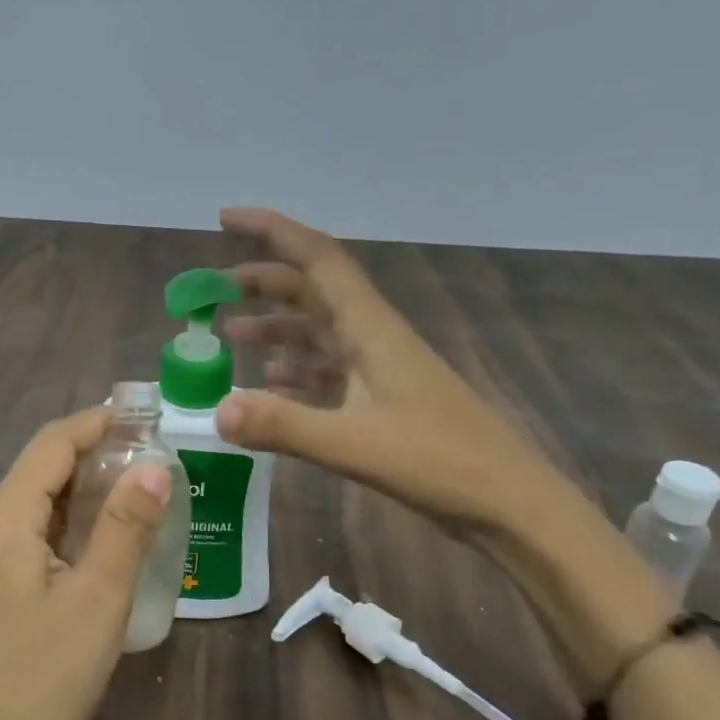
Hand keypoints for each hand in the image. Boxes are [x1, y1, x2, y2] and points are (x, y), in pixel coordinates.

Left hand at [0, 408, 170, 719]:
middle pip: (40, 470)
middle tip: (156, 453)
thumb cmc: (43, 685)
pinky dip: (71, 524)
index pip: (50, 445)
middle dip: (95, 453)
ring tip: (142, 488)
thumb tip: (155, 465)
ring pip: (36, 504)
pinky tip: (107, 538)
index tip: (149, 417)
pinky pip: (32, 537)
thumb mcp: (97, 601)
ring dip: (85, 489)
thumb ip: (126, 527)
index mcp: (2, 524)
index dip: (98, 423)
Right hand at [214, 208, 546, 531]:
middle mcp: (372, 337)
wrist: (506, 501)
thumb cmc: (437, 461)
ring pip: (318, 330)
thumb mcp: (352, 445)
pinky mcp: (382, 400)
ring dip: (275, 327)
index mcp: (370, 327)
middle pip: (312, 290)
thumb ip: (283, 425)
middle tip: (214, 291)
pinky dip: (296, 370)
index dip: (271, 231)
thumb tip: (216, 411)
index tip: (225, 218)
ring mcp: (379, 369)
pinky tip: (271, 383)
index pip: (317, 258)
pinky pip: (329, 371)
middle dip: (262, 281)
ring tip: (229, 335)